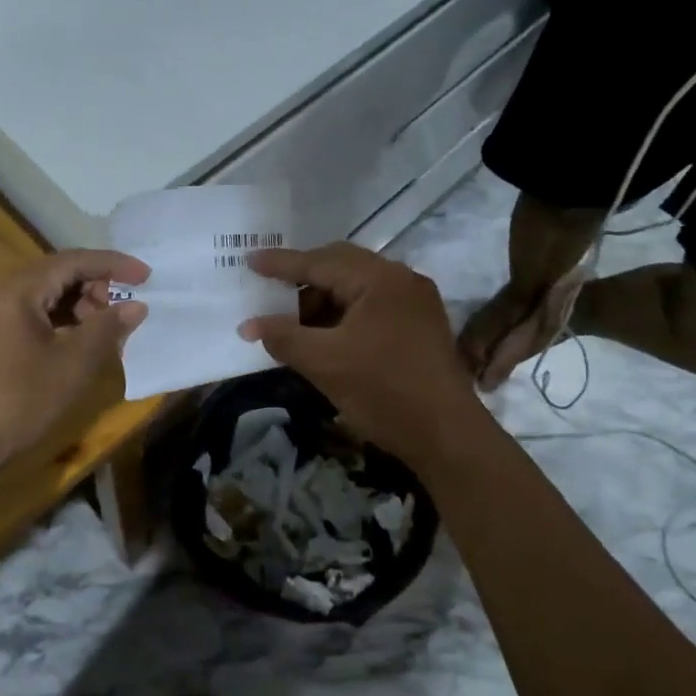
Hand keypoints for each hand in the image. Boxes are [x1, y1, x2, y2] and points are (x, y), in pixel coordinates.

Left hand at [0, 250, 148, 478]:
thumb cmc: (17, 401)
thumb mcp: (71, 366)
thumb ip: (106, 329)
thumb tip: (136, 306)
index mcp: (17, 290)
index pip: (73, 261)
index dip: (114, 265)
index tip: (147, 277)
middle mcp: (0, 292)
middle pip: (58, 274)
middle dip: (97, 287)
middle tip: (124, 314)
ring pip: (45, 295)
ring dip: (80, 307)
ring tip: (106, 333)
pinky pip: (32, 314)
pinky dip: (61, 322)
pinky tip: (79, 345)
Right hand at [238, 243, 486, 472]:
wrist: (447, 435)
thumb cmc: (383, 392)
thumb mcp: (324, 363)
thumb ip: (283, 337)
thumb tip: (249, 325)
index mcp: (380, 279)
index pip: (320, 262)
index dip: (281, 264)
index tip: (249, 260)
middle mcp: (401, 279)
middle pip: (341, 265)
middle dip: (303, 277)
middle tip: (269, 287)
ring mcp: (415, 301)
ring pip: (357, 286)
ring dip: (323, 299)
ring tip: (292, 321)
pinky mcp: (419, 324)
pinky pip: (372, 305)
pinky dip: (343, 314)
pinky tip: (323, 334)